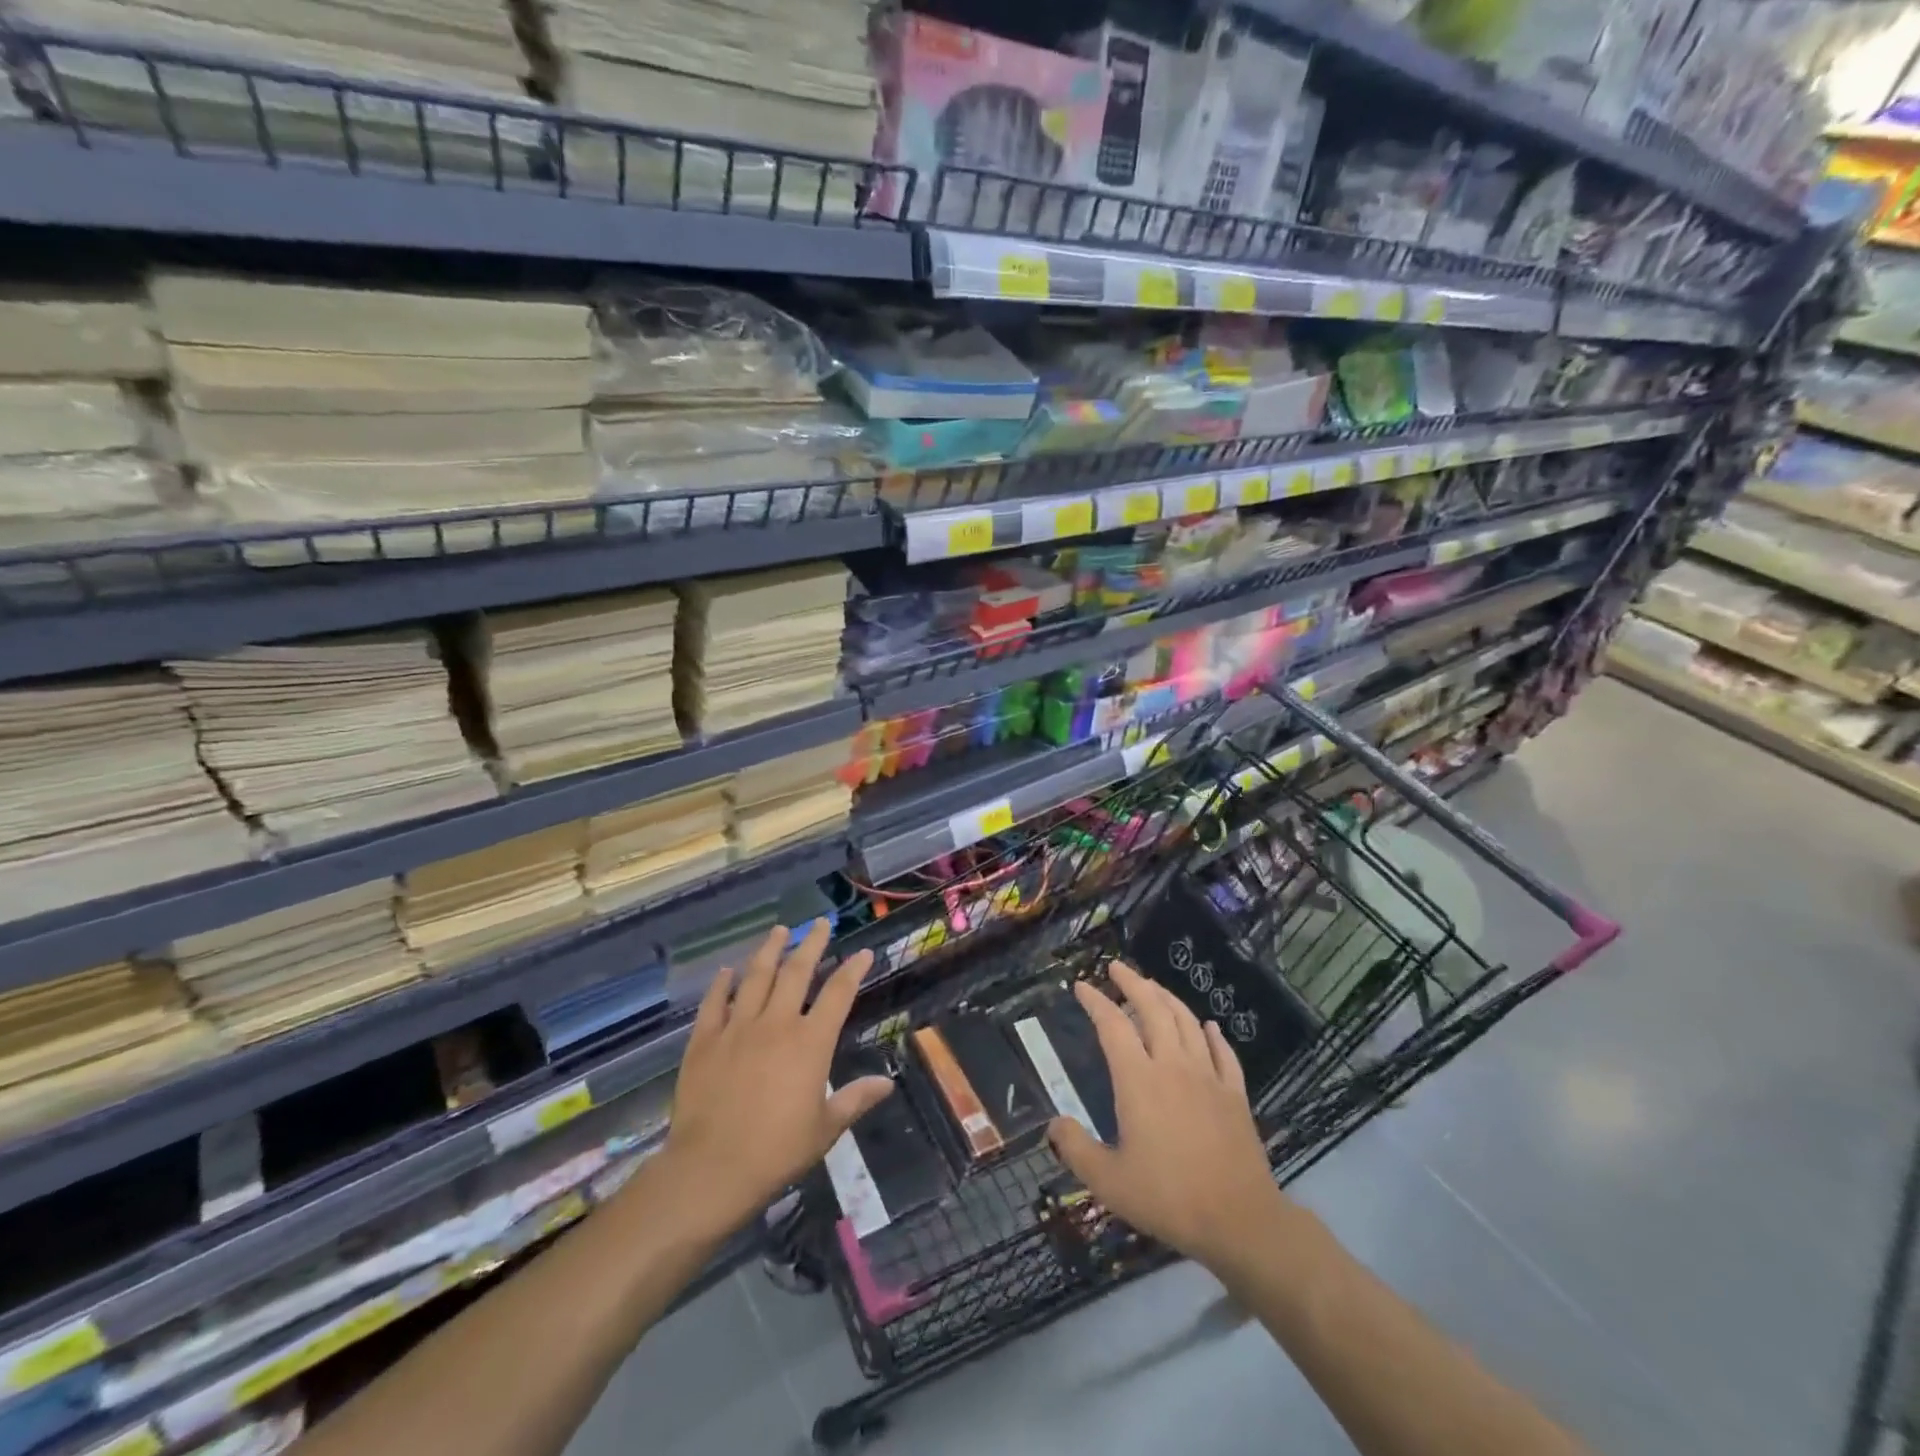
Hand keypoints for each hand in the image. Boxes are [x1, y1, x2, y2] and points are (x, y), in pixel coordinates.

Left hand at [663, 921, 891, 1231]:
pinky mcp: (705, 1040)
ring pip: (756, 977)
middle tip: (820, 923)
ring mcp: (737, 1028)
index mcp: (810, 1042)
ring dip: (769, 950)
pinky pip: (714, 1003)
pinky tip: (726, 971)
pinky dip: (721, 984)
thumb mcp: (825, 1129)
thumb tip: (887, 1083)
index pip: (838, 994)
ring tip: (779, 930)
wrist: (711, 1168)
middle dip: (811, 944)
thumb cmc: (776, 1151)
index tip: (862, 952)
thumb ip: (855, 1099)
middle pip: (796, 972)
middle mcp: (776, 1024)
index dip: (852, 970)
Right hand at [1048, 960, 1287, 1272]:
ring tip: (1153, 987)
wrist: (1239, 1220)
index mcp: (1139, 1080)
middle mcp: (1173, 1066)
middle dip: (1133, 983)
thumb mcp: (1108, 1182)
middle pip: (1153, 1009)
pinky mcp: (1235, 1094)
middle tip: (1117, 968)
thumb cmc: (1168, 1197)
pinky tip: (1209, 1026)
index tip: (1082, 986)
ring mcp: (1209, 1077)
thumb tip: (1053, 1124)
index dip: (1095, 1002)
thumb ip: (1075, 1149)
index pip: (1113, 1026)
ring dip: (1168, 998)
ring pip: (1187, 1022)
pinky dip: (1213, 1034)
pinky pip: (1224, 1053)